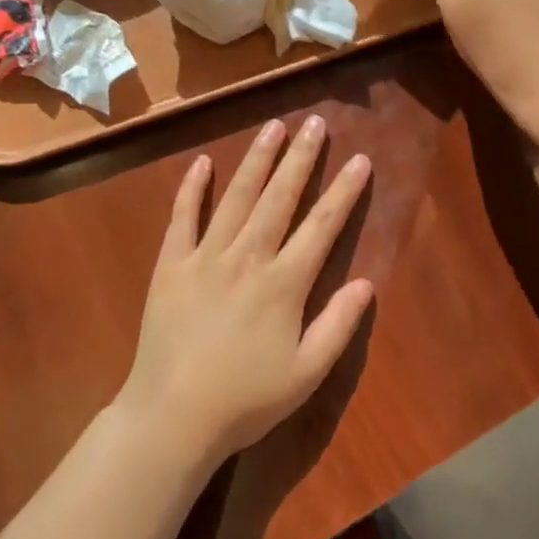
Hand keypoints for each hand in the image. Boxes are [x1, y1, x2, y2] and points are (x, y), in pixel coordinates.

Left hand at [118, 117, 375, 464]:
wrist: (172, 416)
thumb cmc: (245, 399)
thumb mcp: (305, 374)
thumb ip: (338, 326)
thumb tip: (367, 282)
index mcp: (283, 283)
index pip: (322, 226)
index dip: (343, 191)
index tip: (359, 159)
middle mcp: (247, 257)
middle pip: (279, 197)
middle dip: (301, 158)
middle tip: (315, 122)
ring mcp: (205, 256)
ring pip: (237, 197)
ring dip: (257, 159)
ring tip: (273, 126)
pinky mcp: (171, 263)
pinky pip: (182, 217)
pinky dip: (192, 188)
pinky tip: (203, 162)